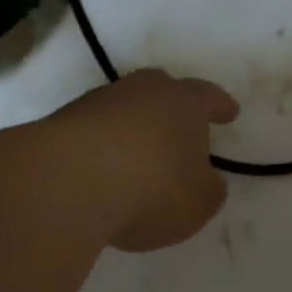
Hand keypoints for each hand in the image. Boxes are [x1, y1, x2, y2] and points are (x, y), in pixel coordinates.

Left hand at [48, 70, 239, 251]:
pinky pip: (93, 132)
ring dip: (133, 129)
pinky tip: (103, 172)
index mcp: (183, 103)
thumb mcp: (199, 201)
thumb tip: (204, 178)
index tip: (229, 112)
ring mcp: (96, 104)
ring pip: (123, 109)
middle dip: (171, 108)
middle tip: (179, 126)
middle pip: (160, 90)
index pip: (208, 97)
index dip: (220, 106)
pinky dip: (102, 148)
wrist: (69, 184)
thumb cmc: (152, 188)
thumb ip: (208, 188)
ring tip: (137, 158)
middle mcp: (140, 91)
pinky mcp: (61, 124)